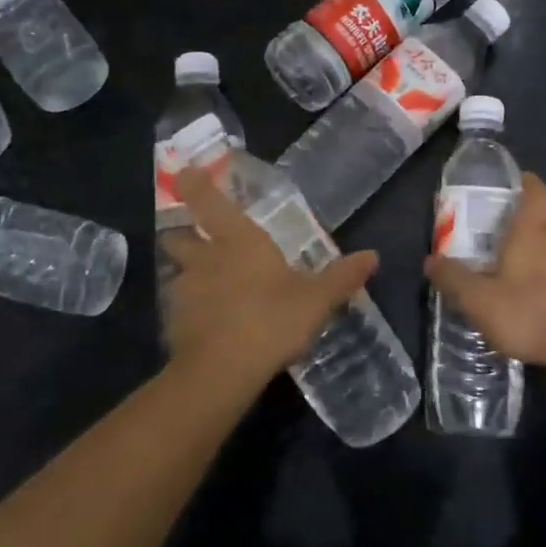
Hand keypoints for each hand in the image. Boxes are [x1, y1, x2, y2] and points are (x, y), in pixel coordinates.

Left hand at [162, 167, 377, 388]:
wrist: (223, 371)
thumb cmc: (271, 320)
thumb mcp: (316, 300)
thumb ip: (342, 277)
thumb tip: (373, 256)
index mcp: (238, 240)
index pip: (206, 199)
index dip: (193, 184)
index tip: (188, 175)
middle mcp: (205, 257)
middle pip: (178, 235)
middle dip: (184, 234)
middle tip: (198, 239)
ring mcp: (184, 289)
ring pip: (177, 271)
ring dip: (187, 273)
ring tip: (207, 286)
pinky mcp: (173, 322)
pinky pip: (179, 307)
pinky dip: (189, 309)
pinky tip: (208, 324)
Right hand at [425, 172, 545, 372]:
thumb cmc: (530, 314)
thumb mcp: (479, 301)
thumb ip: (453, 279)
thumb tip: (431, 260)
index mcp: (533, 233)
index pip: (536, 192)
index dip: (527, 183)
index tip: (516, 183)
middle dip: (530, 229)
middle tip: (508, 244)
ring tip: (525, 281)